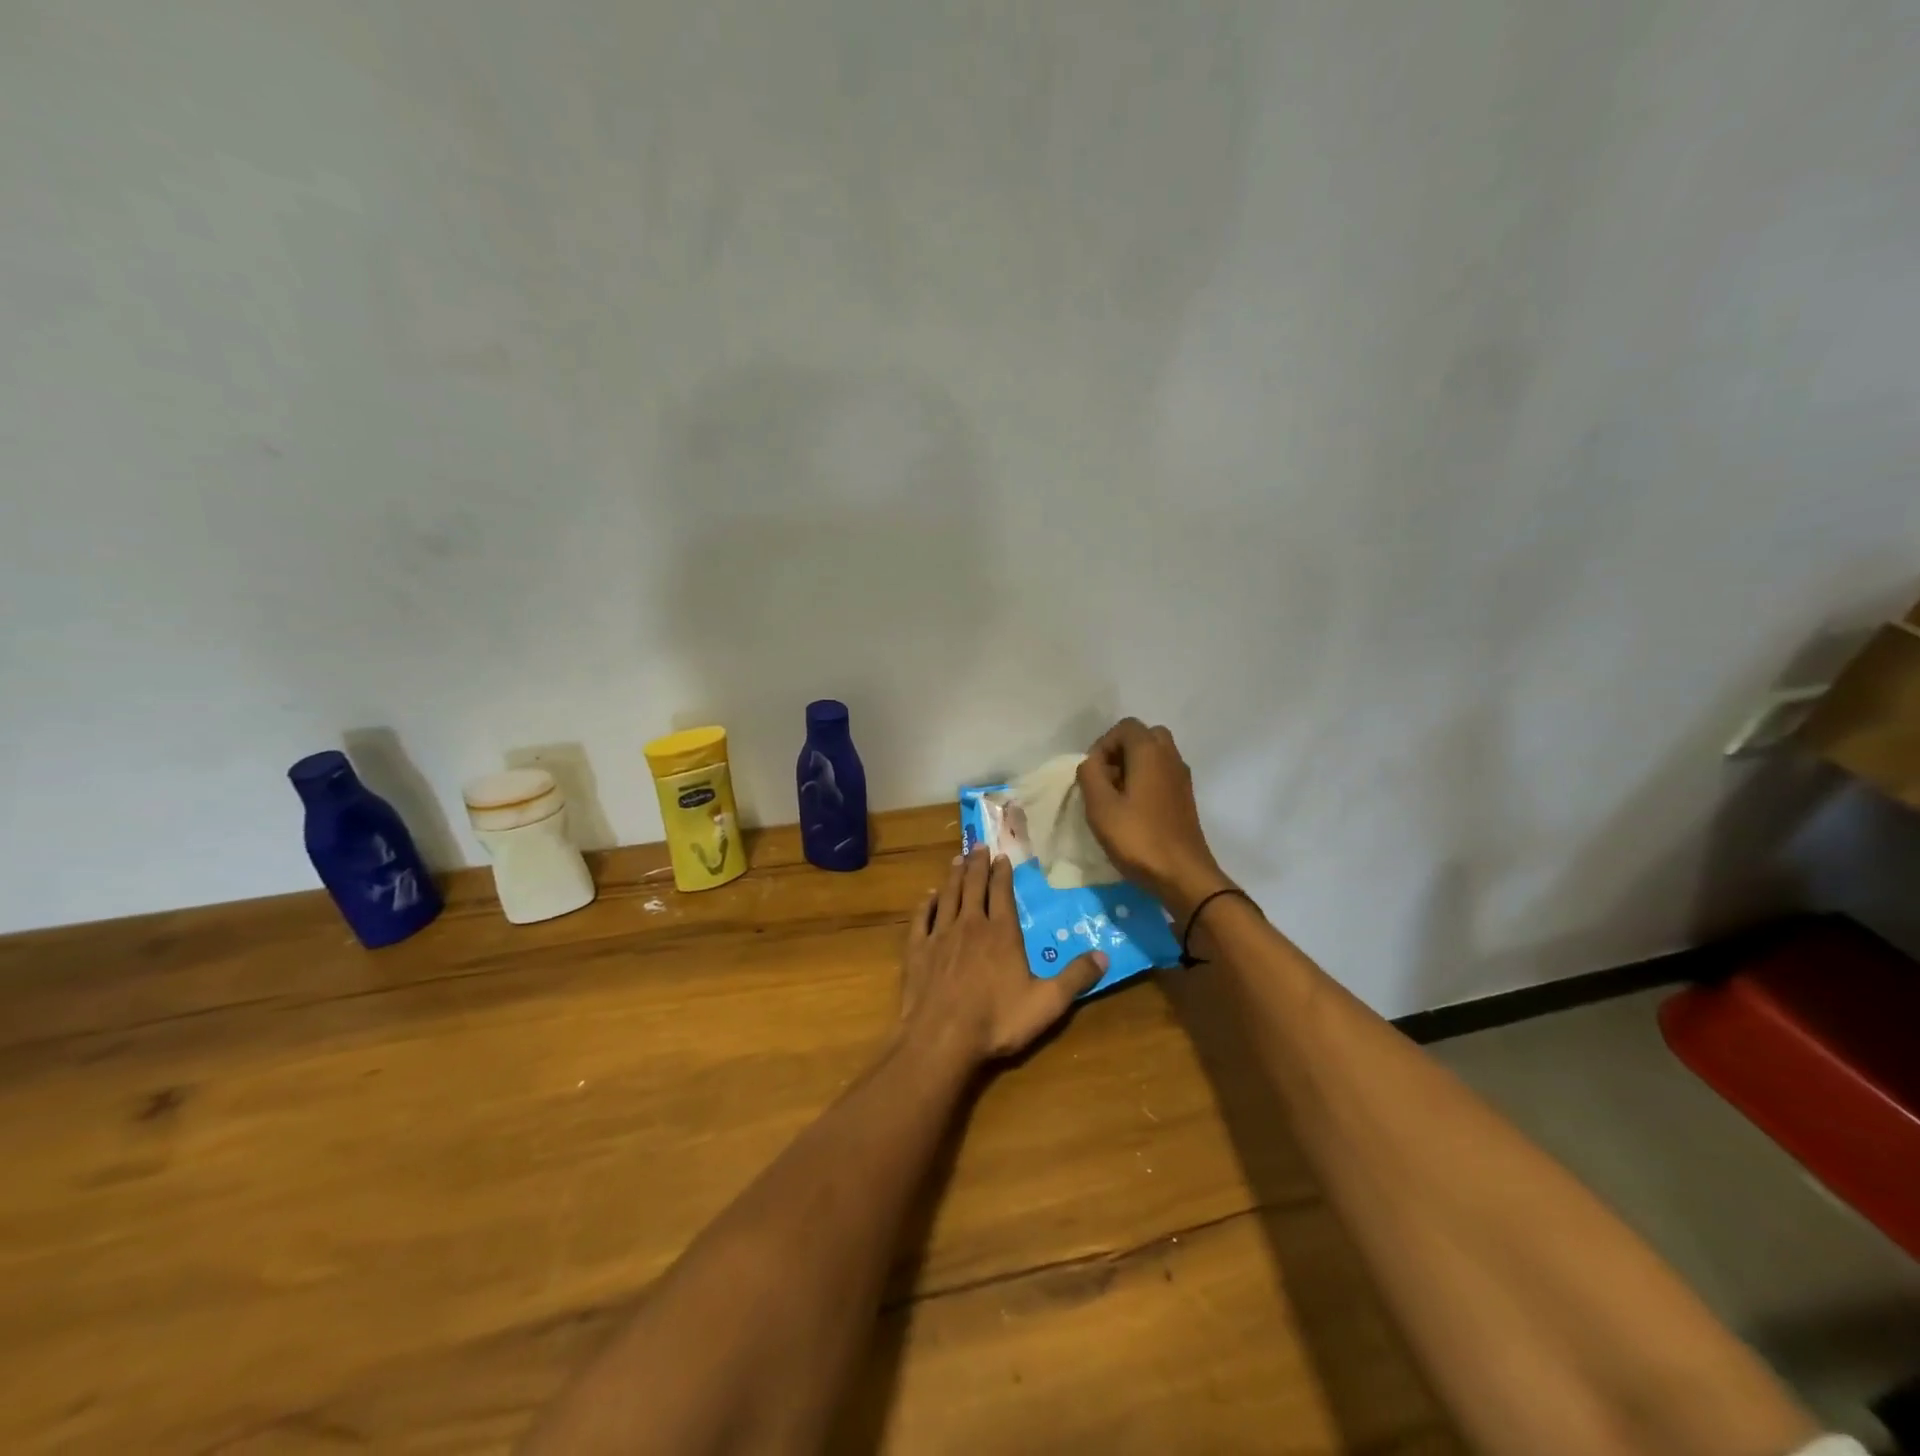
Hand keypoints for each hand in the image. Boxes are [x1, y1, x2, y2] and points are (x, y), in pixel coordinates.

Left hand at [900, 847, 1106, 1064]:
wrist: (941, 1038)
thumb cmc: (997, 1020)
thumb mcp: (1047, 1003)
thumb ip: (1076, 978)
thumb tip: (1104, 956)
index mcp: (1002, 932)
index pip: (1002, 893)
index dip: (1003, 873)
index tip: (1003, 856)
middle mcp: (970, 925)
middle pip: (973, 885)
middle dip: (977, 864)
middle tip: (978, 845)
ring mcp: (941, 935)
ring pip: (948, 896)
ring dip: (953, 876)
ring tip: (956, 859)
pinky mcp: (917, 950)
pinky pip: (922, 918)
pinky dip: (926, 904)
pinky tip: (928, 897)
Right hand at [1076, 719, 1233, 920]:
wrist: (1183, 875)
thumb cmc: (1138, 838)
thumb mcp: (1100, 806)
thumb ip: (1090, 774)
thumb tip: (1092, 763)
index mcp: (1150, 752)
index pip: (1125, 727)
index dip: (1103, 745)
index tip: (1093, 774)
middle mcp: (1171, 757)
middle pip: (1144, 737)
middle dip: (1120, 752)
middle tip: (1105, 779)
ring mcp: (1181, 778)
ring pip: (1155, 756)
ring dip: (1133, 767)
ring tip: (1116, 797)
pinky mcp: (1185, 798)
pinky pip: (1162, 774)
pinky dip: (1146, 781)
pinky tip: (1133, 810)